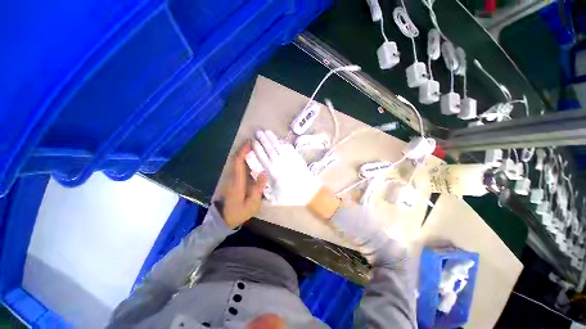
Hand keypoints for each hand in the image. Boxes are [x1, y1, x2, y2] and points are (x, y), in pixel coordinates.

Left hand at [220, 141, 266, 228]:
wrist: (224, 219)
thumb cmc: (239, 212)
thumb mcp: (252, 204)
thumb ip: (258, 188)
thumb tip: (263, 173)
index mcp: (237, 182)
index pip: (238, 163)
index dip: (243, 151)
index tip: (250, 143)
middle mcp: (232, 178)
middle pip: (235, 160)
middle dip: (243, 149)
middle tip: (253, 143)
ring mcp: (231, 179)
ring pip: (235, 162)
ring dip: (242, 153)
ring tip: (253, 148)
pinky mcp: (232, 181)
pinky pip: (237, 166)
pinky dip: (242, 160)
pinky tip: (250, 159)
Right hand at [252, 130, 321, 205]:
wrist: (309, 191)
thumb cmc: (291, 195)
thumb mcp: (276, 197)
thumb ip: (265, 194)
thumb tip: (258, 188)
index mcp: (272, 171)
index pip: (262, 157)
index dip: (257, 149)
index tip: (253, 142)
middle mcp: (279, 162)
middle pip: (269, 148)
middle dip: (263, 139)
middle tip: (258, 132)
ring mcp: (289, 158)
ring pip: (278, 146)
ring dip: (272, 138)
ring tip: (267, 131)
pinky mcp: (296, 157)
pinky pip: (289, 147)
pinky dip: (283, 143)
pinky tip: (281, 140)